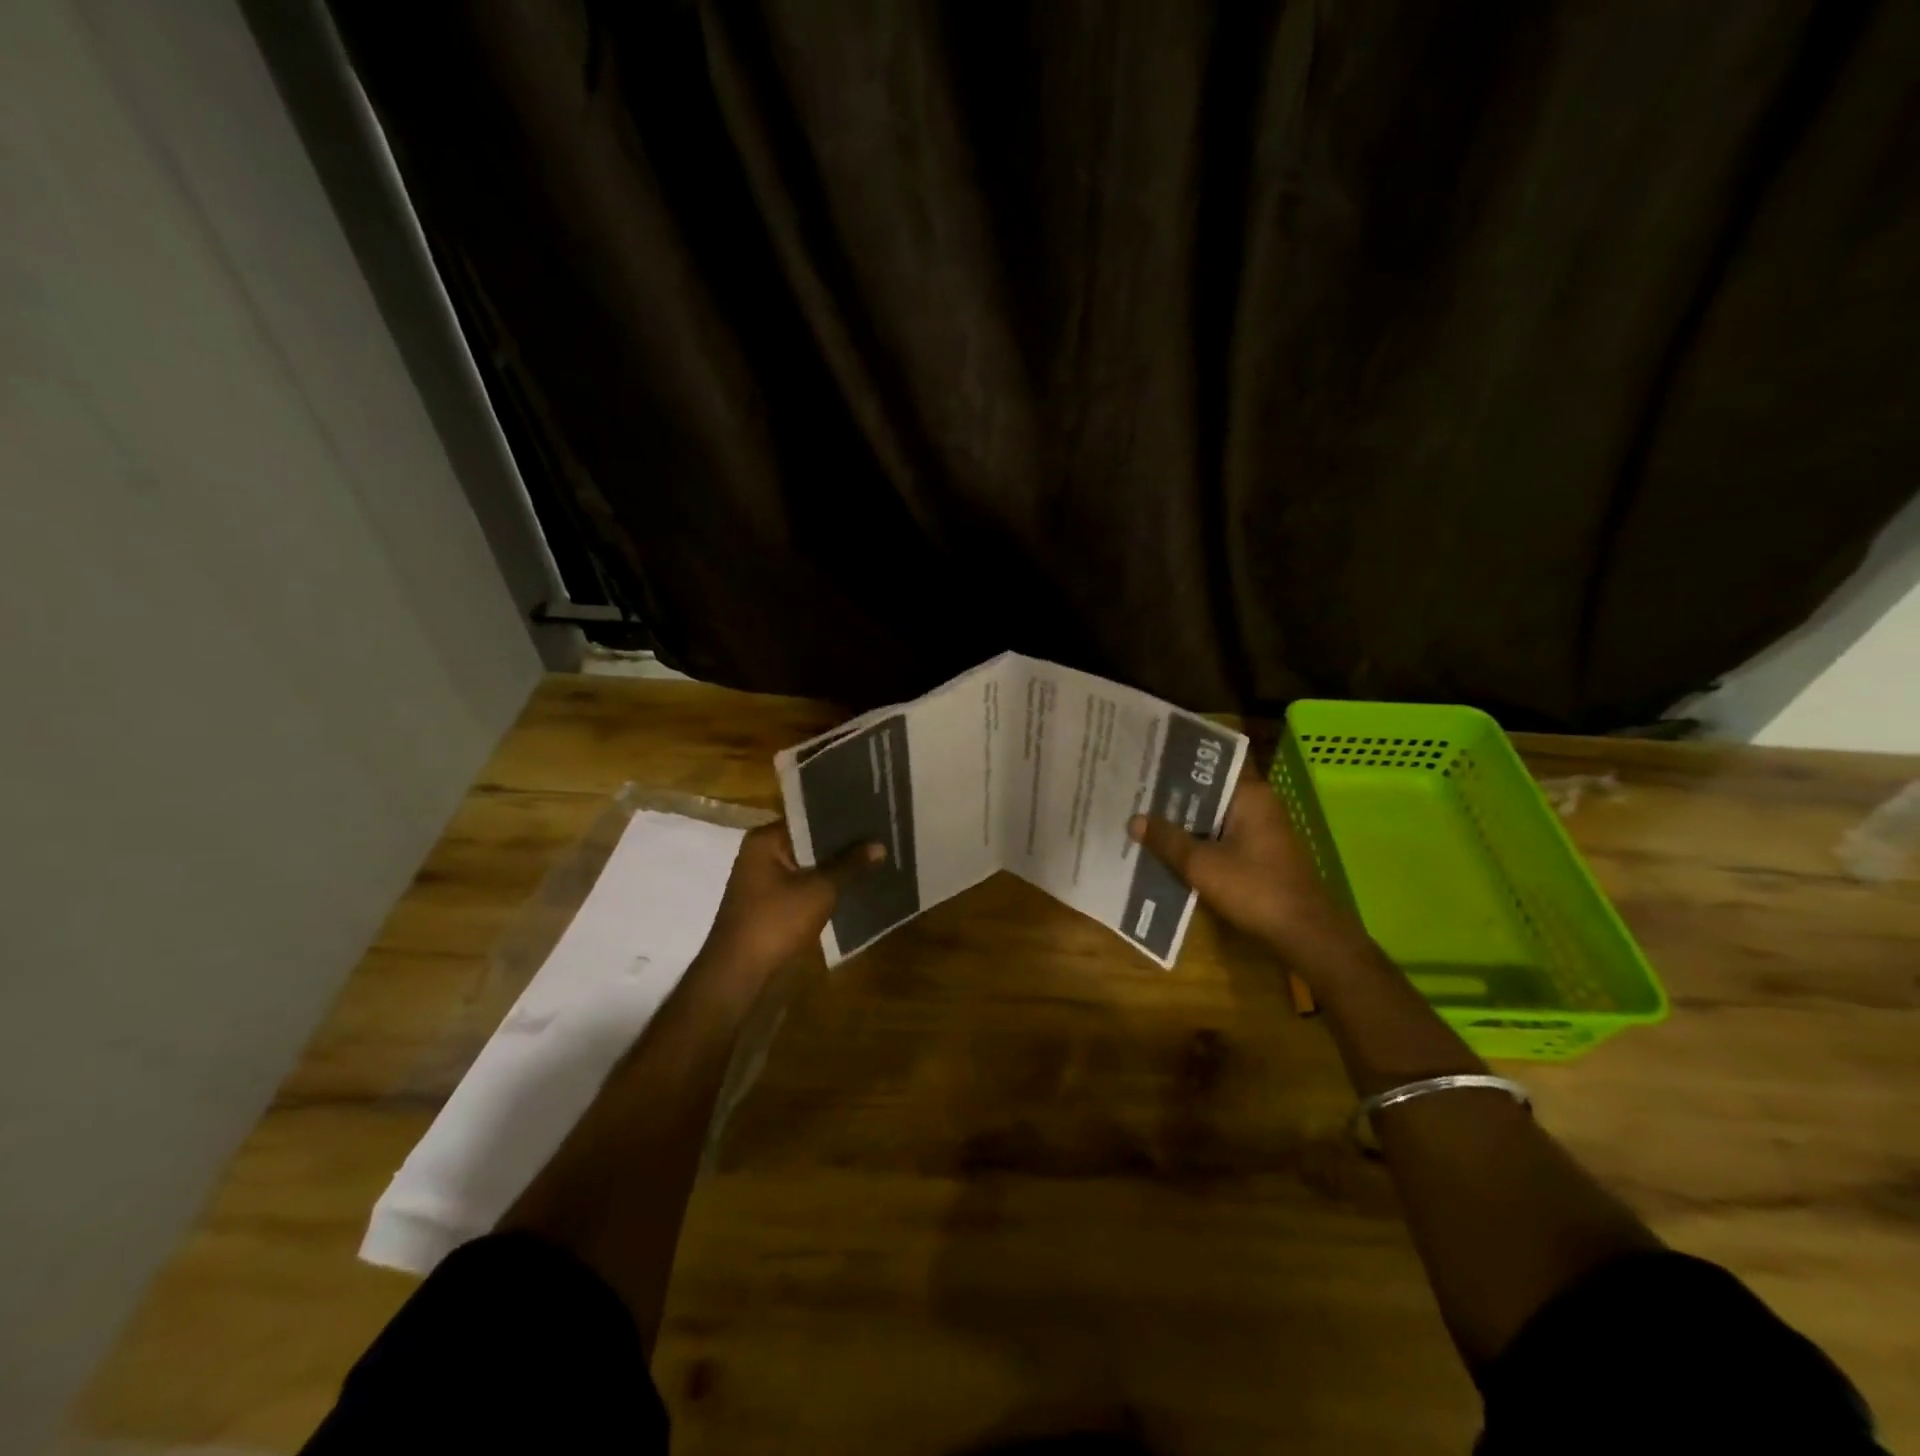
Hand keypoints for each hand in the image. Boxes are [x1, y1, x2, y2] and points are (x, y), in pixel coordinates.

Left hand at [696, 821, 883, 982]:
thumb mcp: (820, 890)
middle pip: (809, 841)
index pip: (809, 817)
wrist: (740, 975)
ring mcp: (765, 881)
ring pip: (809, 865)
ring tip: (875, 856)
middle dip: (843, 843)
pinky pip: (804, 885)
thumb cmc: (776, 922)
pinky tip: (855, 884)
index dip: (842, 817)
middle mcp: (762, 854)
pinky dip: (826, 885)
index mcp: (765, 840)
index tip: (873, 813)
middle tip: (881, 834)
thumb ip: (850, 865)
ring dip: (836, 866)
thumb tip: (880, 844)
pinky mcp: (771, 904)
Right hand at [1129, 770, 1358, 960]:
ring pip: (1214, 814)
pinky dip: (1198, 839)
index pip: (1212, 763)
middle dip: (1175, 792)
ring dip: (1185, 818)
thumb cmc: (1254, 889)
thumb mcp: (1201, 865)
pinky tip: (1169, 846)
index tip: (1150, 757)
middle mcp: (1259, 804)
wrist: (1304, 934)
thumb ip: (1167, 840)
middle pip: (1210, 789)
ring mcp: (1261, 830)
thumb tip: (1134, 819)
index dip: (1181, 760)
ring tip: (1144, 814)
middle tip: (1136, 788)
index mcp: (1250, 794)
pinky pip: (1221, 836)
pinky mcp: (1259, 853)